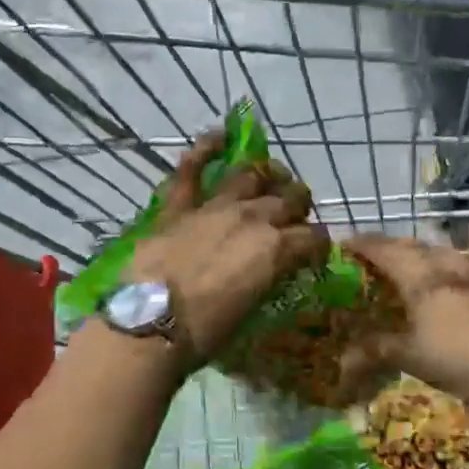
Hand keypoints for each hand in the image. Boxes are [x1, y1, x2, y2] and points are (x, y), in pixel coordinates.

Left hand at [127, 132, 328, 362]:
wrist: (150, 324)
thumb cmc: (205, 332)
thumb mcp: (252, 309)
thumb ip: (267, 279)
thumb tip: (273, 271)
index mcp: (277, 249)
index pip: (314, 237)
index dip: (318, 244)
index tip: (314, 252)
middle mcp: (254, 218)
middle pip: (289, 199)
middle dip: (299, 204)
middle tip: (296, 213)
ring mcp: (215, 206)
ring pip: (250, 176)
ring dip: (266, 174)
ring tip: (272, 175)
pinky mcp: (179, 206)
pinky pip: (190, 169)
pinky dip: (204, 149)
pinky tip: (217, 135)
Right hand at [341, 231, 468, 407]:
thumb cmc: (450, 358)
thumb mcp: (407, 355)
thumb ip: (374, 350)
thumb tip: (343, 360)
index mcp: (416, 278)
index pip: (383, 252)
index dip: (363, 245)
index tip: (346, 243)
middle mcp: (441, 264)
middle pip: (409, 246)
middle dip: (388, 246)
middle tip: (373, 251)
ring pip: (440, 248)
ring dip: (421, 246)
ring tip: (409, 249)